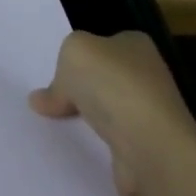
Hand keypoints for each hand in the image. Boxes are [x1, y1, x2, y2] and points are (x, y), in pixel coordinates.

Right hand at [29, 30, 195, 195]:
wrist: (151, 147)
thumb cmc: (113, 85)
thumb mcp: (74, 52)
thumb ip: (61, 66)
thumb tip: (44, 97)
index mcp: (135, 45)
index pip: (102, 44)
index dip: (78, 57)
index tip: (56, 72)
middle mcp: (148, 76)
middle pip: (104, 78)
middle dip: (80, 89)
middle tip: (50, 100)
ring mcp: (150, 115)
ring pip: (108, 112)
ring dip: (87, 120)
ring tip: (55, 126)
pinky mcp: (148, 150)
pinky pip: (112, 143)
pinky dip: (96, 146)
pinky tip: (77, 149)